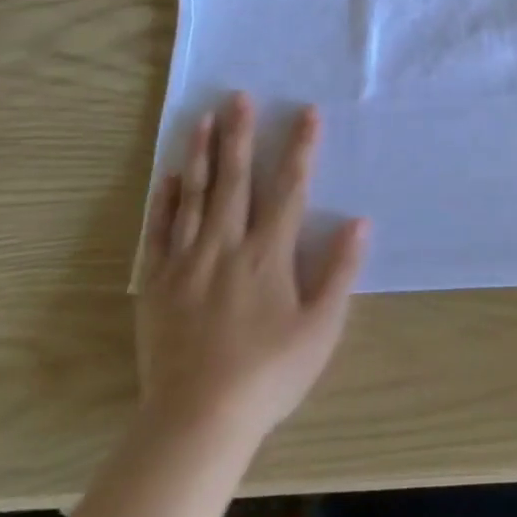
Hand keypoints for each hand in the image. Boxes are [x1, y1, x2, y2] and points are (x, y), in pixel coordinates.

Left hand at [136, 94, 367, 452]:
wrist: (197, 420)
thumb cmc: (270, 374)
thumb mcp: (322, 327)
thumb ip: (340, 271)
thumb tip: (360, 221)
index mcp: (268, 255)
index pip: (289, 189)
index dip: (299, 148)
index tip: (305, 112)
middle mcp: (226, 247)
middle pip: (235, 180)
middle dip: (239, 135)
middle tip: (237, 96)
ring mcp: (186, 263)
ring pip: (194, 197)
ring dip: (200, 155)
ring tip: (202, 119)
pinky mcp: (156, 284)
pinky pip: (159, 232)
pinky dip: (165, 201)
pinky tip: (170, 177)